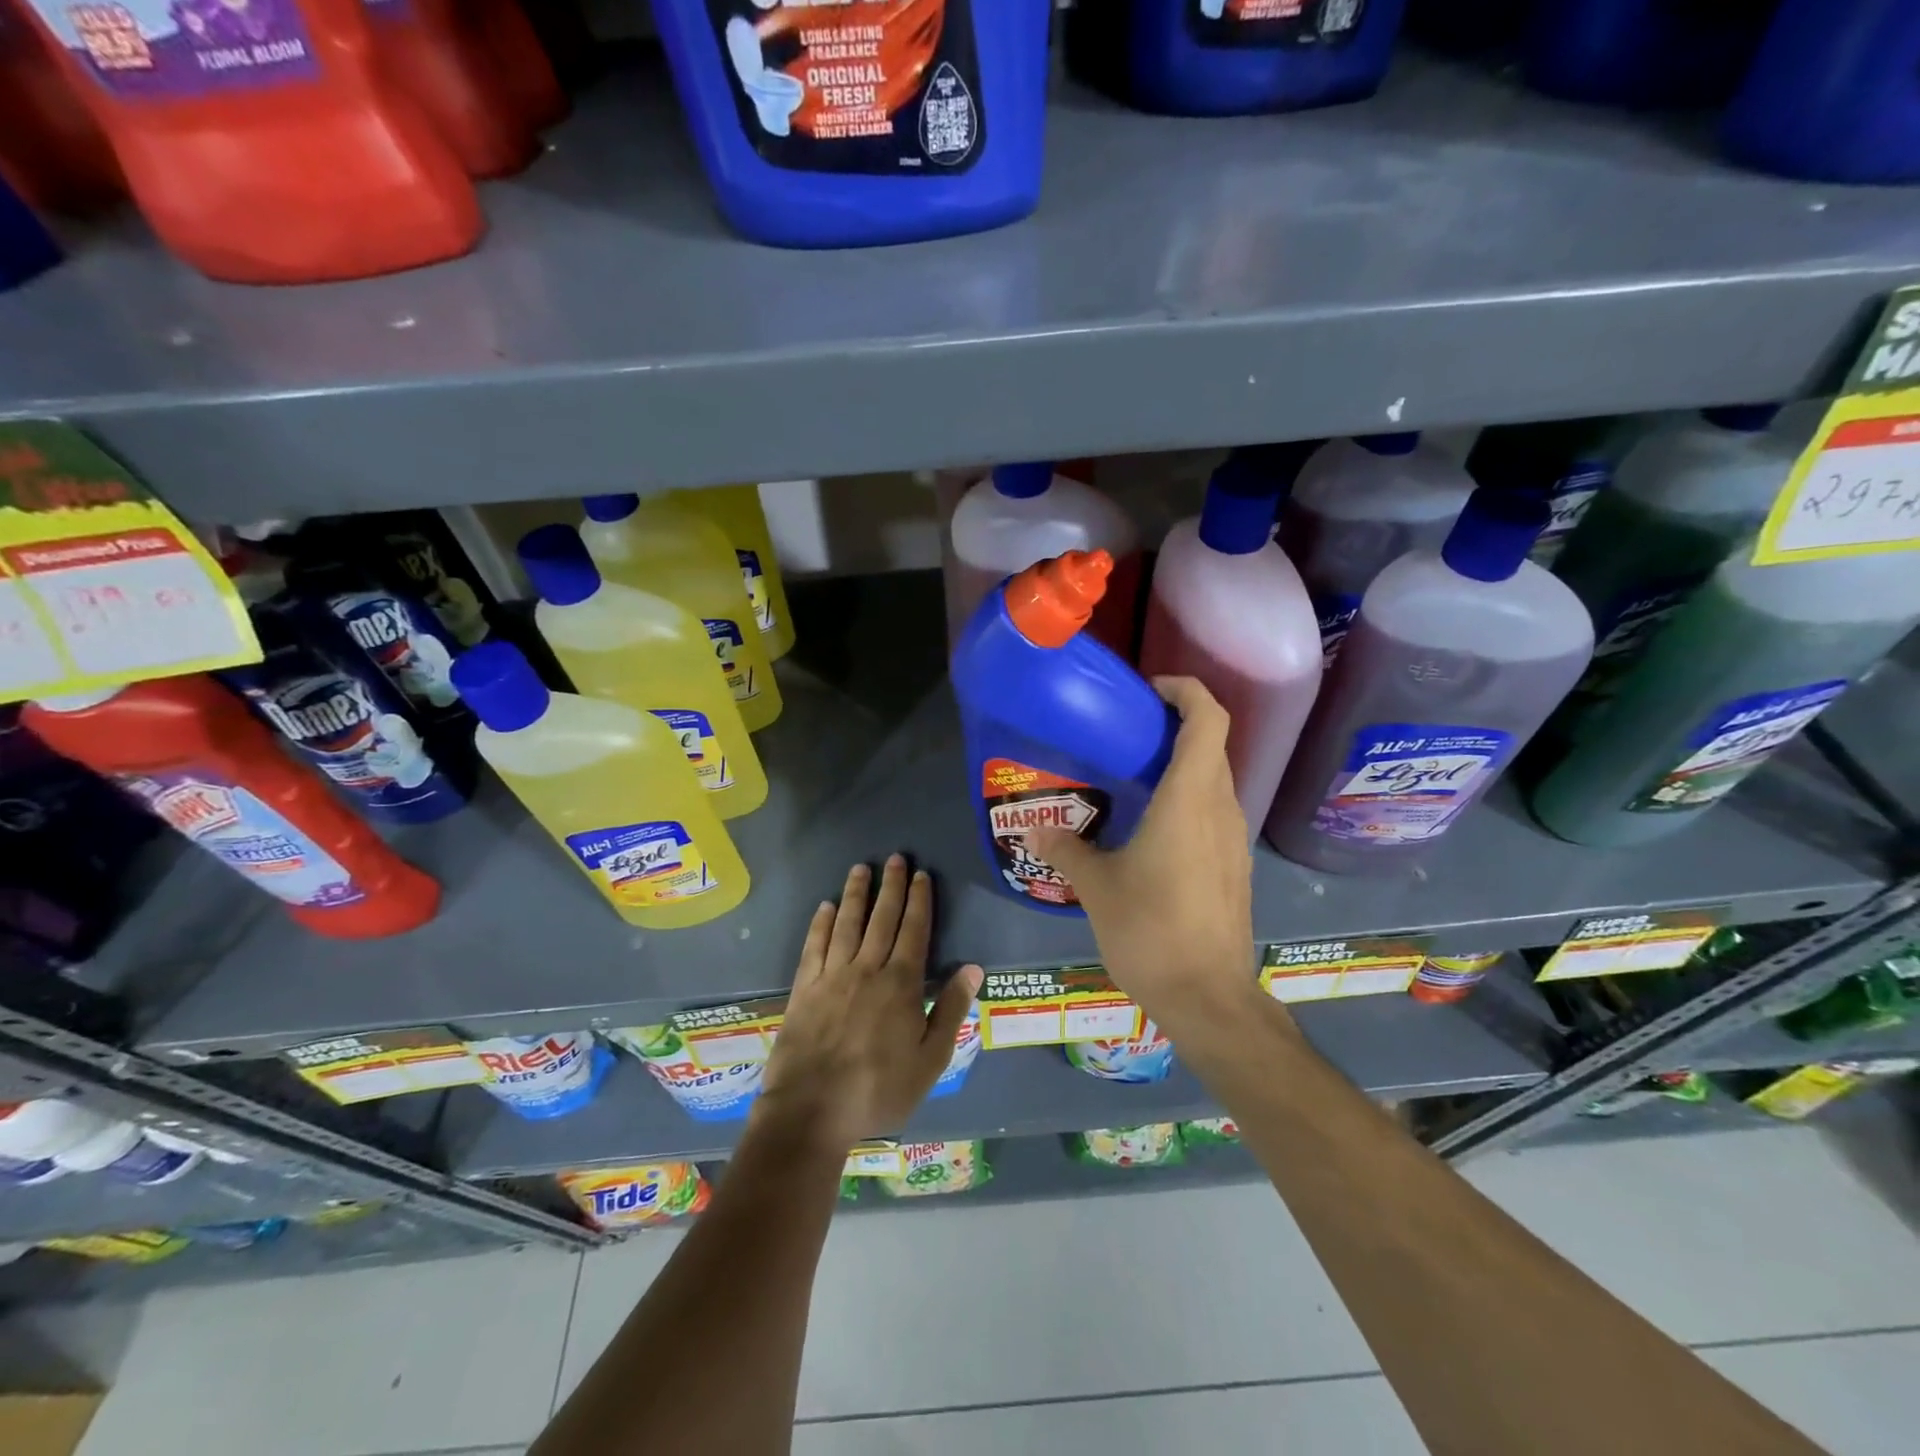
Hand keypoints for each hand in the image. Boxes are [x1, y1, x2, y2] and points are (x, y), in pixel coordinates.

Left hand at [754, 855, 982, 1154]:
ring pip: (847, 924)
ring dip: (856, 894)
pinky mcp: (804, 988)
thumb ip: (951, 1010)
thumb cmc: (879, 1089)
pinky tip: (825, 907)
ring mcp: (832, 976)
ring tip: (861, 868)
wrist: (812, 1110)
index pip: (914, 931)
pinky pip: (814, 946)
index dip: (919, 901)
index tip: (921, 875)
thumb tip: (972, 967)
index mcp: (901, 984)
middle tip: (895, 858)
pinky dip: (821, 923)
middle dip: (891, 887)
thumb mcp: (930, 1059)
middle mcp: (867, 969)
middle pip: (882, 918)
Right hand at [1028, 677, 1261, 1028]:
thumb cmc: (1151, 931)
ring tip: (1133, 776)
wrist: (1209, 998)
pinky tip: (1152, 827)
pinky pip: (1214, 811)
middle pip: (1212, 744)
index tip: (1150, 690)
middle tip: (1127, 732)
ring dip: (1182, 764)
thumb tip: (1033, 831)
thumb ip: (1066, 850)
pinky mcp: (1234, 865)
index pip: (1208, 719)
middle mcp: (1220, 808)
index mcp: (1189, 799)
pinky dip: (1188, 798)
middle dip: (1176, 725)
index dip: (1186, 690)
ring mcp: (1233, 839)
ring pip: (1215, 779)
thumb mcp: (1097, 887)